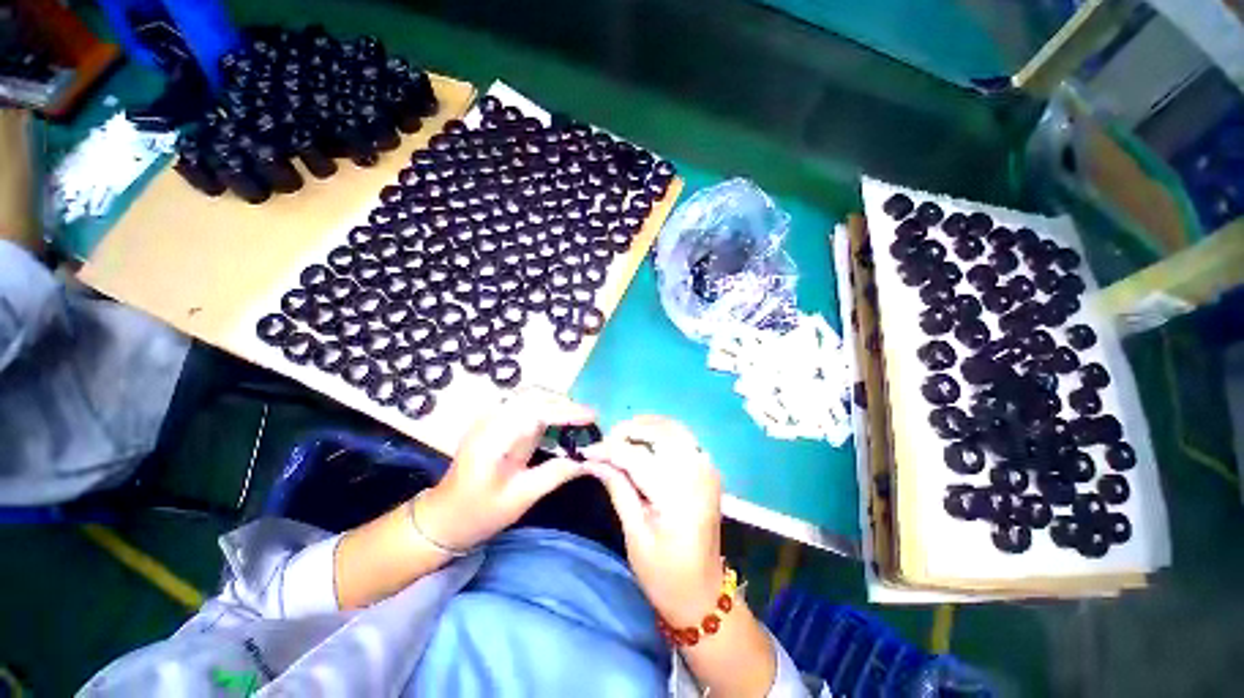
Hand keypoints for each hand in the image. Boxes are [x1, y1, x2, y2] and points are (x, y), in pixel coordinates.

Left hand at [417, 387, 594, 549]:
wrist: (442, 517)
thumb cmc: (479, 513)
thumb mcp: (521, 498)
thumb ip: (555, 474)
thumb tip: (587, 460)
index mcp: (495, 439)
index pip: (537, 412)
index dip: (567, 411)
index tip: (593, 417)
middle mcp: (490, 420)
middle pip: (533, 396)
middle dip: (564, 403)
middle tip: (588, 419)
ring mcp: (489, 417)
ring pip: (528, 396)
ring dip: (555, 401)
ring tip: (577, 418)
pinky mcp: (492, 421)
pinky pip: (523, 403)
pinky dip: (544, 405)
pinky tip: (556, 419)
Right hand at [584, 416, 723, 625]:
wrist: (704, 595)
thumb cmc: (665, 575)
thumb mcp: (635, 535)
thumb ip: (618, 488)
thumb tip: (593, 460)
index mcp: (679, 495)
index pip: (638, 457)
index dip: (609, 450)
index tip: (586, 450)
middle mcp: (698, 473)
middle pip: (660, 432)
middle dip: (629, 430)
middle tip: (605, 443)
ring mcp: (708, 469)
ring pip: (673, 428)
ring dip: (646, 427)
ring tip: (621, 439)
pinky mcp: (709, 470)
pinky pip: (683, 438)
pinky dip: (662, 432)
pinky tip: (644, 441)